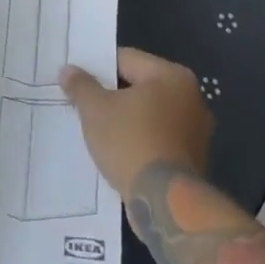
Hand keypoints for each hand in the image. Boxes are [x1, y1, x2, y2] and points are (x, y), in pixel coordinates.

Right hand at [59, 48, 213, 199]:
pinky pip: (158, 139)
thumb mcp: (95, 109)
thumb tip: (68, 70)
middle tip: (84, 105)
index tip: (78, 81)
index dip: (98, 68)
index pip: (126, 59)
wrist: (165, 204)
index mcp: (172, 76)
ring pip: (149, 115)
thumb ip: (81, 86)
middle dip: (112, 96)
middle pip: (140, 87)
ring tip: (98, 131)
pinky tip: (118, 152)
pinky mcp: (193, 160)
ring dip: (126, 120)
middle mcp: (191, 98)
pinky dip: (139, 142)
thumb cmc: (131, 142)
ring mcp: (196, 132)